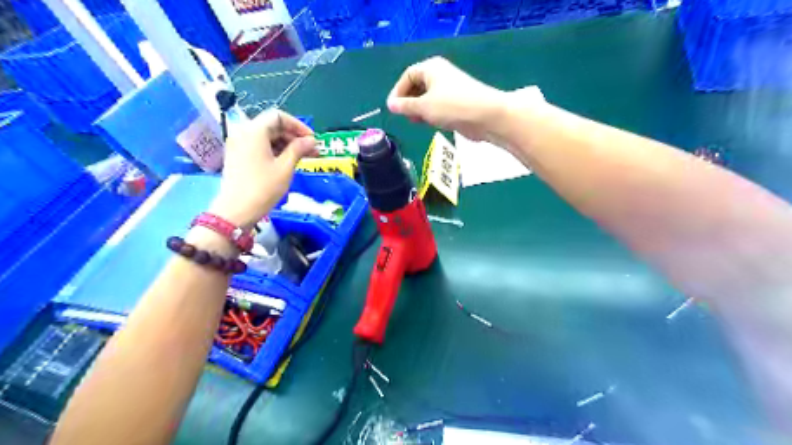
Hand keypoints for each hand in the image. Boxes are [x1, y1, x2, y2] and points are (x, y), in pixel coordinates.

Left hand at [210, 108, 315, 227]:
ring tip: (302, 158)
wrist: (236, 211)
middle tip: (311, 151)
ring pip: (266, 136)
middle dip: (293, 136)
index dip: (298, 126)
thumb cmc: (263, 188)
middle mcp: (243, 132)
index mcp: (254, 131)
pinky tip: (286, 162)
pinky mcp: (237, 155)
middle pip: (272, 126)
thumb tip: (312, 141)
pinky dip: (274, 150)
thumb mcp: (285, 168)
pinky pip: (259, 145)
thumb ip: (299, 149)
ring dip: (285, 144)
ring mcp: (238, 144)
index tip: (312, 140)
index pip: (279, 116)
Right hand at [387, 56, 510, 140]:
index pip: (407, 76)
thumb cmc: (451, 107)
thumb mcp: (423, 106)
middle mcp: (440, 75)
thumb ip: (405, 106)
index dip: (398, 92)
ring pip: (427, 98)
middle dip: (409, 102)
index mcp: (431, 68)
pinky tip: (430, 123)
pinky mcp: (456, 103)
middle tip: (406, 116)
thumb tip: (390, 105)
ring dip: (419, 109)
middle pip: (417, 86)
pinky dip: (431, 113)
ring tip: (417, 121)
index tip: (393, 109)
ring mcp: (449, 89)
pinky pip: (437, 106)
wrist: (485, 116)